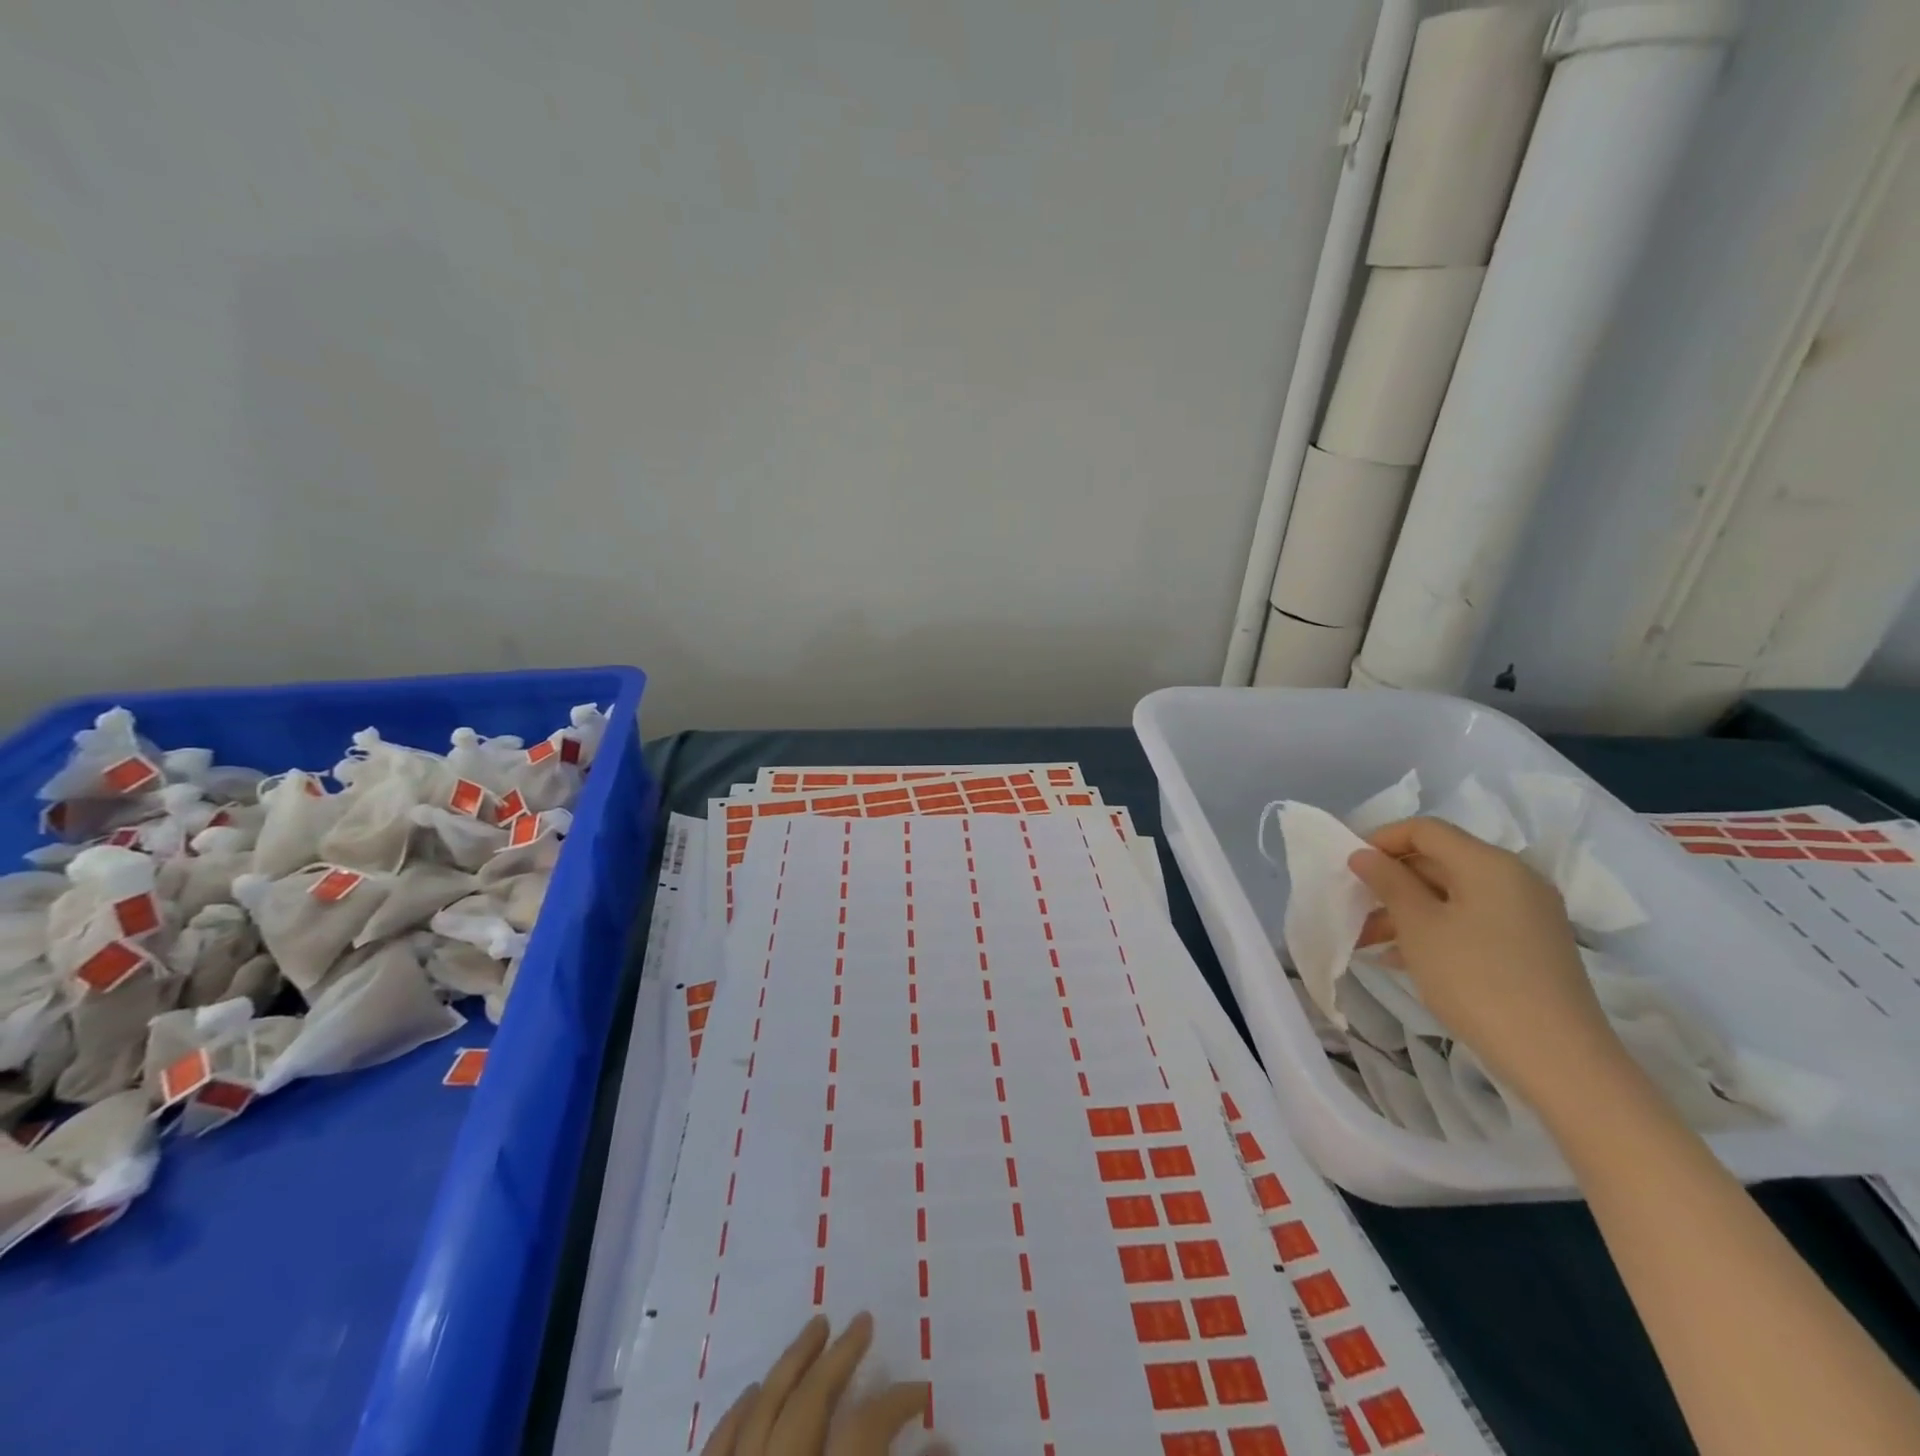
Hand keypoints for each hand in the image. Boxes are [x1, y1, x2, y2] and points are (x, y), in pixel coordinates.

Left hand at [701, 1312, 933, 1455]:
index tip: (921, 1389)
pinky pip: (718, 1446)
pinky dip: (736, 1415)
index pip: (866, 1428)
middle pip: (809, 1400)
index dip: (897, 1403)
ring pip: (761, 1409)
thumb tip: (945, 1439)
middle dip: (839, 1356)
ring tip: (815, 1329)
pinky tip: (751, 1389)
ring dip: (790, 1364)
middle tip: (862, 1319)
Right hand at [1347, 817, 1628, 1118]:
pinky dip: (1435, 929)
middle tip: (1353, 907)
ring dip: (1407, 910)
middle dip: (1391, 881)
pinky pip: (1471, 920)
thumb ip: (1388, 882)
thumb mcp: (1419, 927)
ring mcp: (1527, 913)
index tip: (1348, 867)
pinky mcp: (1530, 945)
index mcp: (1489, 863)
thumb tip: (1363, 854)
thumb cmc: (1476, 980)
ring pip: (1452, 894)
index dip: (1381, 840)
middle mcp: (1514, 878)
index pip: (1425, 830)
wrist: (1558, 1059)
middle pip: (1439, 860)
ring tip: (1368, 940)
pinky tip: (1402, 958)